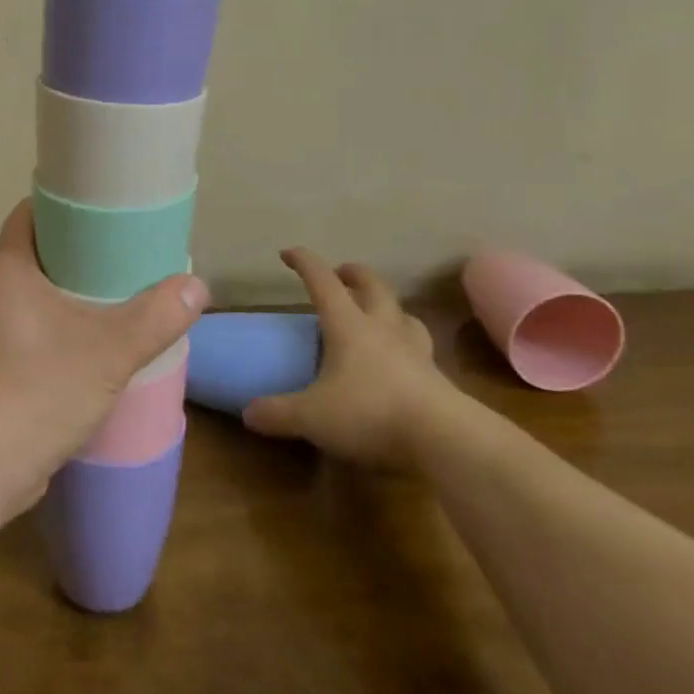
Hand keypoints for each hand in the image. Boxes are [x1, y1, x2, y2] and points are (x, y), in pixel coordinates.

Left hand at [0, 200, 207, 520]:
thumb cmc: (37, 392)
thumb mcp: (110, 351)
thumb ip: (156, 317)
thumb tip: (197, 285)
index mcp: (6, 270)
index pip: (30, 213)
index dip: (65, 205)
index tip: (105, 210)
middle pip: (35, 254)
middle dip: (77, 253)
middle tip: (124, 257)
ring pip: (31, 297)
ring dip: (68, 296)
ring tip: (114, 300)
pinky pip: (25, 332)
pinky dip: (54, 330)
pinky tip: (87, 349)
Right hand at [242, 248, 442, 465]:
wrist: (445, 440)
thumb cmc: (370, 413)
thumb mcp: (312, 417)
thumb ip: (277, 413)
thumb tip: (248, 413)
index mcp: (348, 325)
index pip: (322, 281)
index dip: (304, 262)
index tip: (287, 253)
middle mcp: (383, 328)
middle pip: (373, 286)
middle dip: (354, 274)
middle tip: (341, 274)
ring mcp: (415, 351)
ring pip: (403, 313)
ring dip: (388, 306)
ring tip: (377, 312)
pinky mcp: (437, 378)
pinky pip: (419, 347)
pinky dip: (406, 343)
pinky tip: (400, 359)